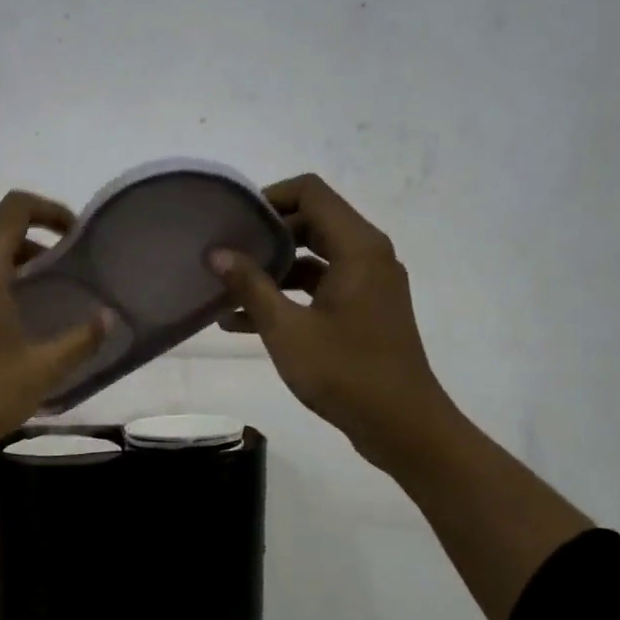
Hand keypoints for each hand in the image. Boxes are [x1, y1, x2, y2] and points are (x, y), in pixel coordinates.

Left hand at [0, 190, 111, 475]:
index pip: (15, 209)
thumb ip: (80, 341)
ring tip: (39, 307)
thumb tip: (109, 318)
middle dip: (36, 249)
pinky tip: (2, 331)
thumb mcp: (39, 372)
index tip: (75, 236)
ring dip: (11, 272)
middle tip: (65, 279)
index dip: (50, 210)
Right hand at [211, 174, 444, 465]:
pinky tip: (244, 321)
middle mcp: (368, 255)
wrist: (403, 427)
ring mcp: (368, 284)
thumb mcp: (287, 329)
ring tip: (225, 291)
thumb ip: (250, 286)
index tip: (234, 222)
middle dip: (266, 237)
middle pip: (312, 222)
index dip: (270, 197)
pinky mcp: (365, 311)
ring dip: (273, 271)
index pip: (311, 192)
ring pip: (314, 258)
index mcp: (358, 247)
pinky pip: (321, 288)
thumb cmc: (346, 373)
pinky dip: (289, 297)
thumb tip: (216, 252)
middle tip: (225, 253)